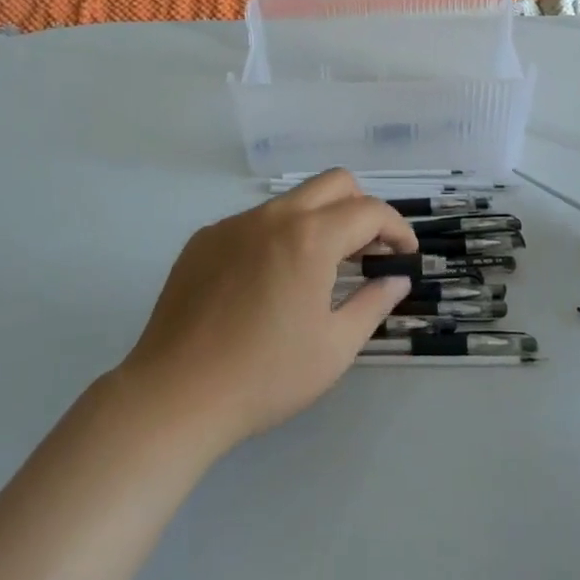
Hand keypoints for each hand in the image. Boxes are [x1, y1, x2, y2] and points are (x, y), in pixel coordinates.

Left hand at [118, 170, 417, 452]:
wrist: (175, 395)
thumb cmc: (265, 376)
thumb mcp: (334, 348)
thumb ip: (373, 303)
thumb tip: (396, 279)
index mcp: (310, 237)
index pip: (369, 211)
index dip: (397, 229)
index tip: (405, 256)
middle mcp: (273, 215)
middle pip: (334, 183)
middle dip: (361, 208)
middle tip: (367, 251)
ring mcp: (234, 223)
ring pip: (292, 200)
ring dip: (319, 221)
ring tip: (320, 269)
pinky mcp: (204, 239)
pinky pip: (254, 221)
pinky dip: (278, 236)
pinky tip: (268, 282)